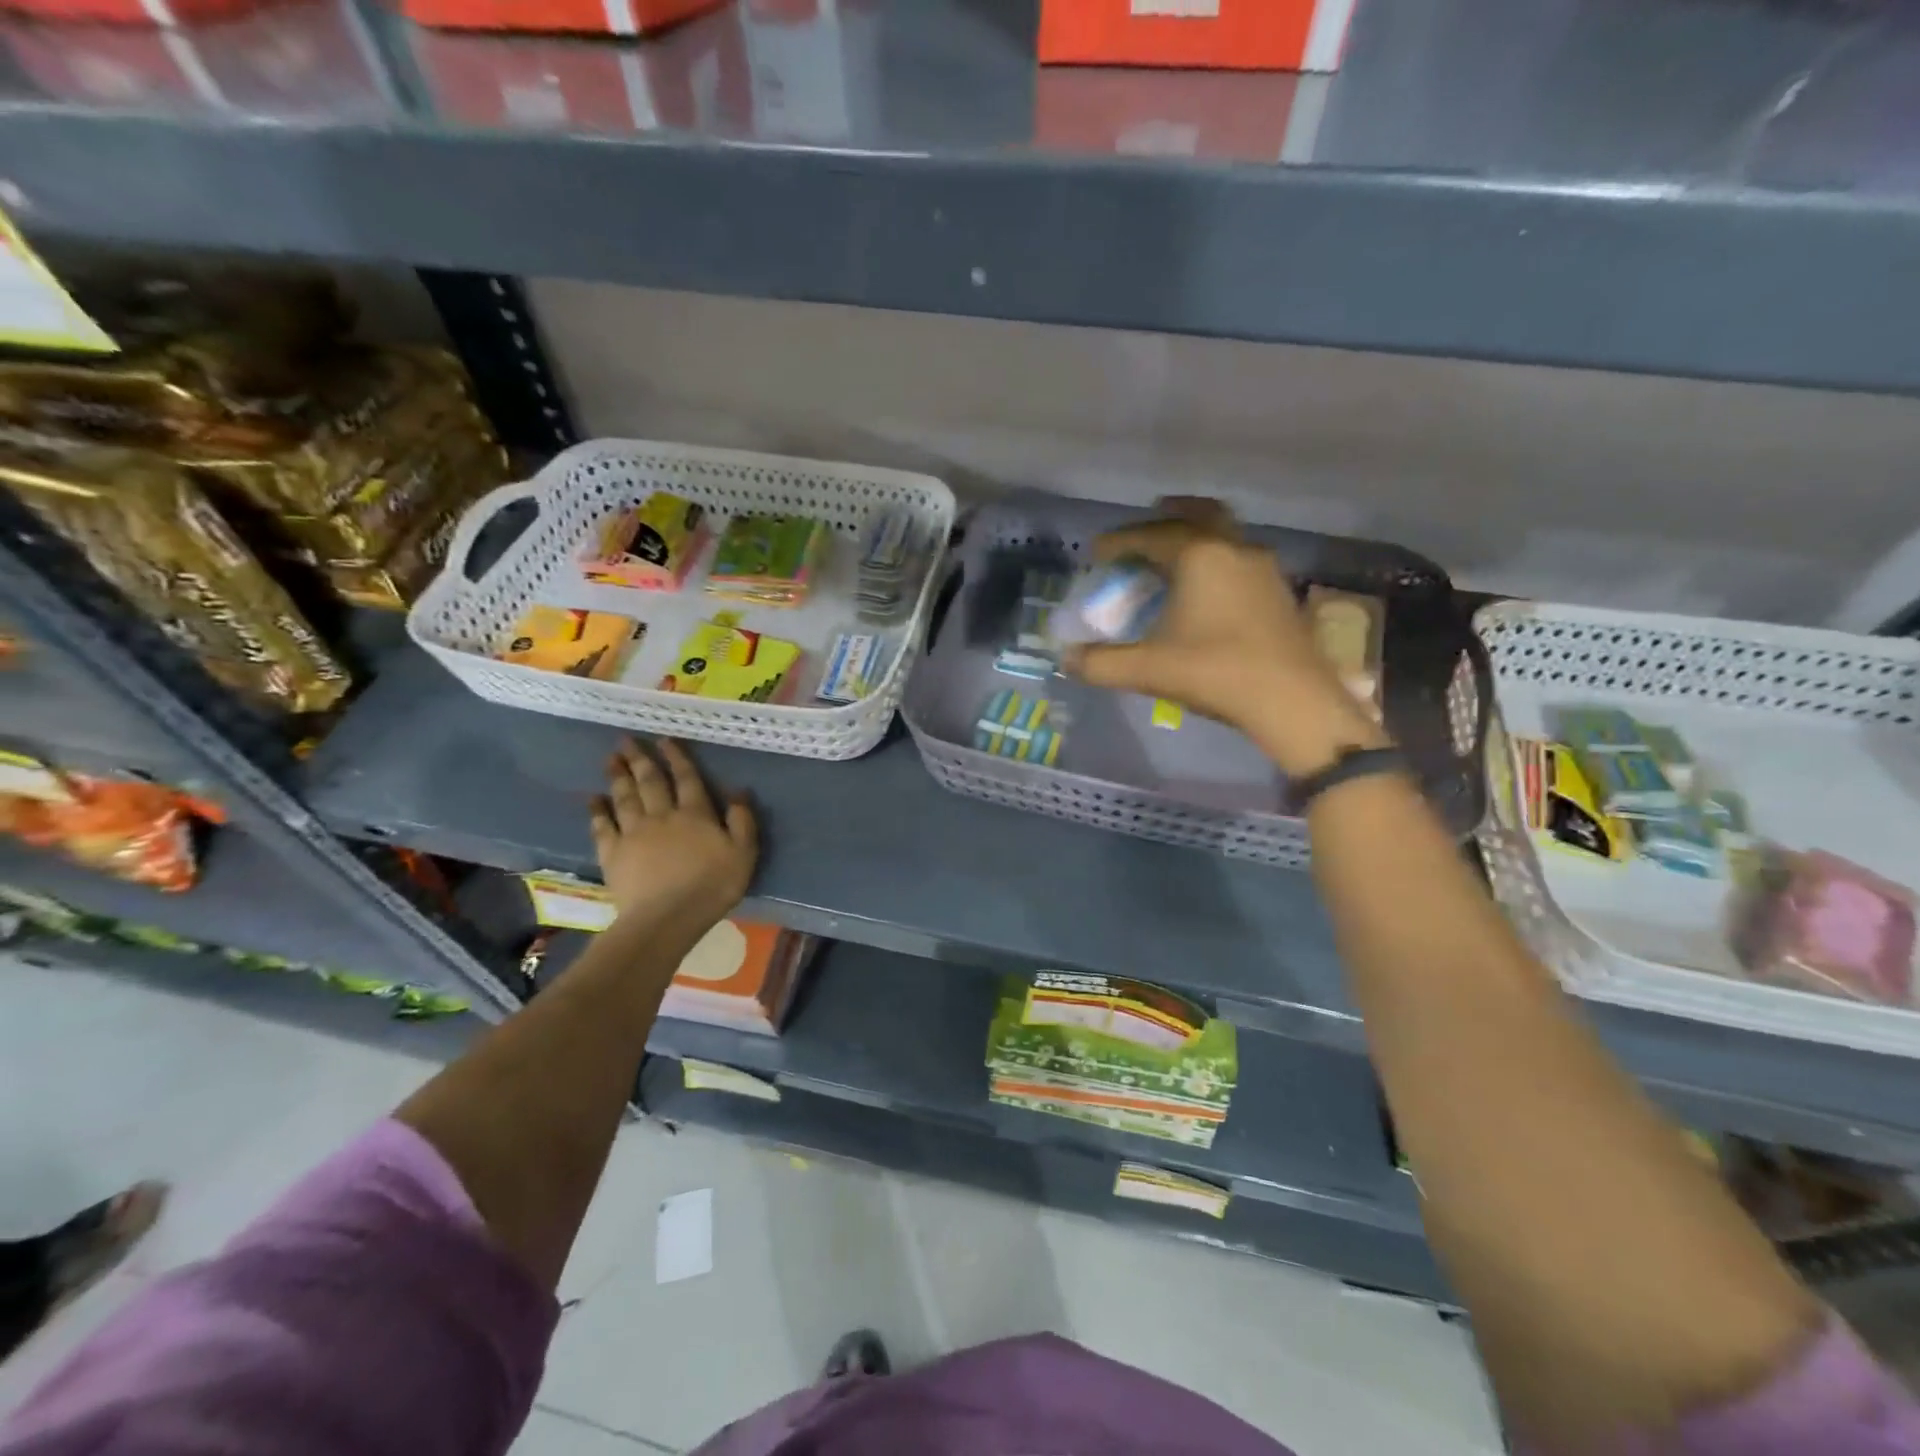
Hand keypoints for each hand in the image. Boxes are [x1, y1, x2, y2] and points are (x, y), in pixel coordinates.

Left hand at [589, 739, 757, 933]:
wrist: (667, 916)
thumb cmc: (712, 885)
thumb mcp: (744, 853)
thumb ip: (742, 820)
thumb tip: (738, 790)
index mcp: (695, 814)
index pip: (687, 778)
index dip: (677, 757)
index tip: (665, 739)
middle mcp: (662, 815)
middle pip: (650, 781)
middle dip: (640, 759)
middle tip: (626, 740)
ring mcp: (634, 833)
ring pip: (624, 797)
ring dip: (618, 776)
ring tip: (611, 759)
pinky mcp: (613, 853)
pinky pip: (602, 825)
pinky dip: (597, 810)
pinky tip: (592, 798)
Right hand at [1063, 500, 1385, 775]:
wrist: (1292, 701)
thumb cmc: (1216, 673)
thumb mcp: (1148, 669)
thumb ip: (1101, 663)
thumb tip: (1067, 660)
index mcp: (1199, 555)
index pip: (1149, 535)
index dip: (1118, 541)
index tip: (1096, 553)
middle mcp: (1233, 549)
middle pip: (1199, 514)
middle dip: (1167, 517)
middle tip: (1143, 532)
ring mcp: (1263, 567)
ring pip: (1225, 535)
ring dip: (1196, 538)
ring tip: (1172, 561)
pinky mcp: (1279, 591)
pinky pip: (1239, 560)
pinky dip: (1216, 561)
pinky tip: (1207, 592)